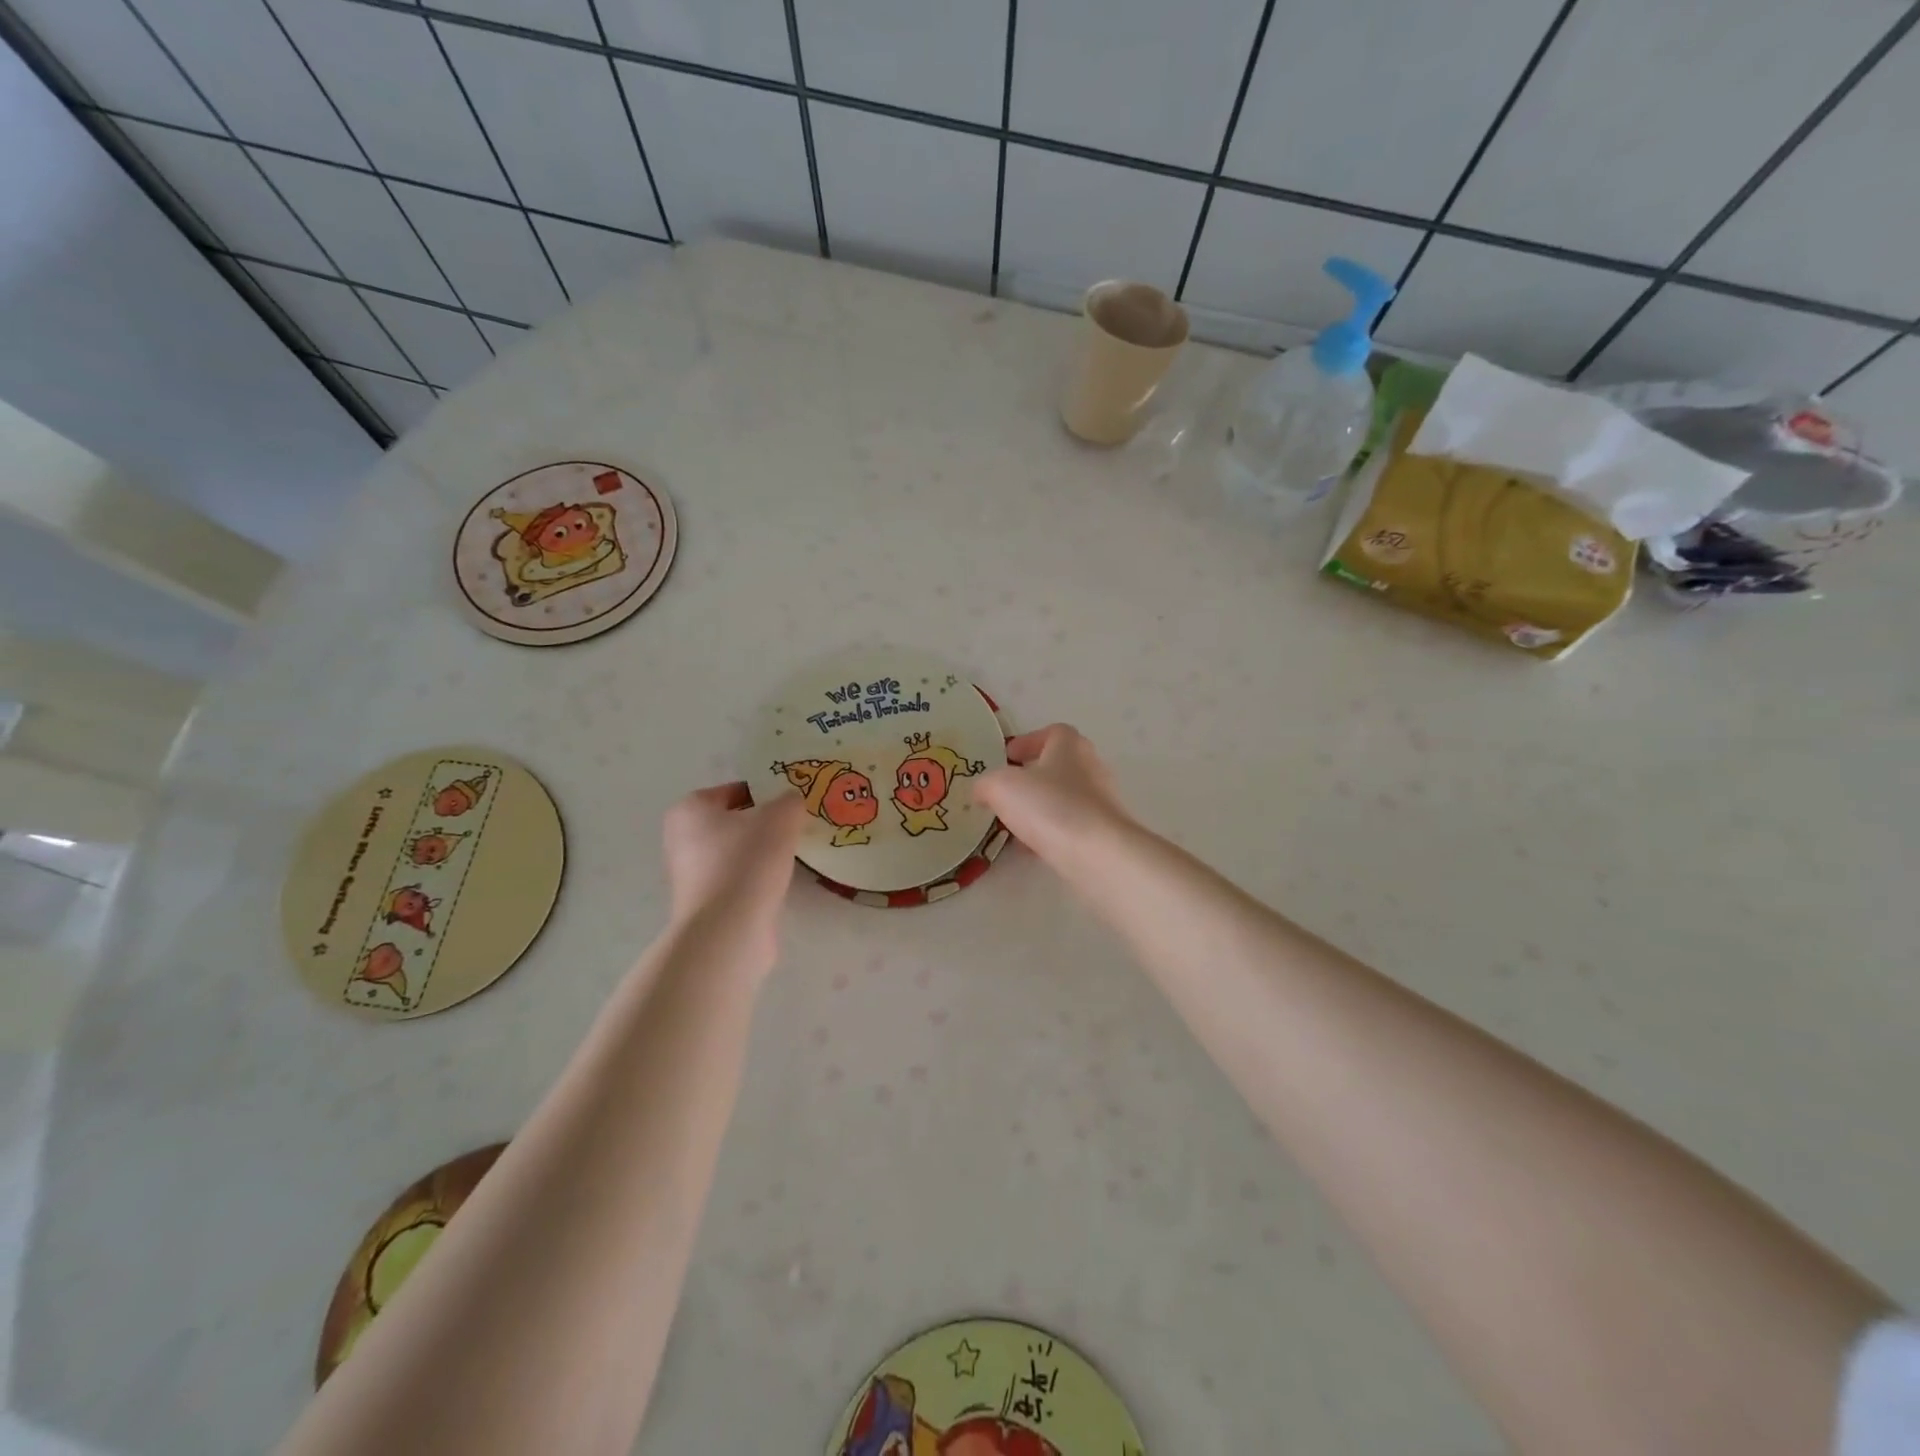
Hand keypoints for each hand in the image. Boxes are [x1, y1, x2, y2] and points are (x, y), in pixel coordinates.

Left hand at [661, 783, 804, 943]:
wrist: (728, 930)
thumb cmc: (747, 861)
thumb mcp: (781, 817)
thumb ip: (789, 801)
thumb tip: (791, 802)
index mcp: (689, 810)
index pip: (733, 791)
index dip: (765, 794)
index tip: (791, 805)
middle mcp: (681, 840)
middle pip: (732, 823)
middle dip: (763, 825)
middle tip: (794, 828)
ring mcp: (689, 876)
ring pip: (735, 853)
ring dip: (760, 854)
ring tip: (791, 856)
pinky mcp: (703, 905)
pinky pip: (736, 880)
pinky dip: (755, 880)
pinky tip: (778, 883)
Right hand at [975, 725, 1130, 868]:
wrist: (1098, 854)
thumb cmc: (1049, 806)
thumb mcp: (1002, 787)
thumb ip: (986, 784)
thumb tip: (982, 790)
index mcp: (1069, 745)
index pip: (1052, 732)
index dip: (1028, 741)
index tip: (1007, 756)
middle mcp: (1090, 767)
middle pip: (1058, 765)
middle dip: (1032, 777)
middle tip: (1007, 791)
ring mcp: (1101, 801)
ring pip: (1063, 798)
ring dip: (1040, 807)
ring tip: (1014, 823)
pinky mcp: (1103, 831)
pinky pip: (1071, 825)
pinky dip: (1051, 832)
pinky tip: (1032, 848)